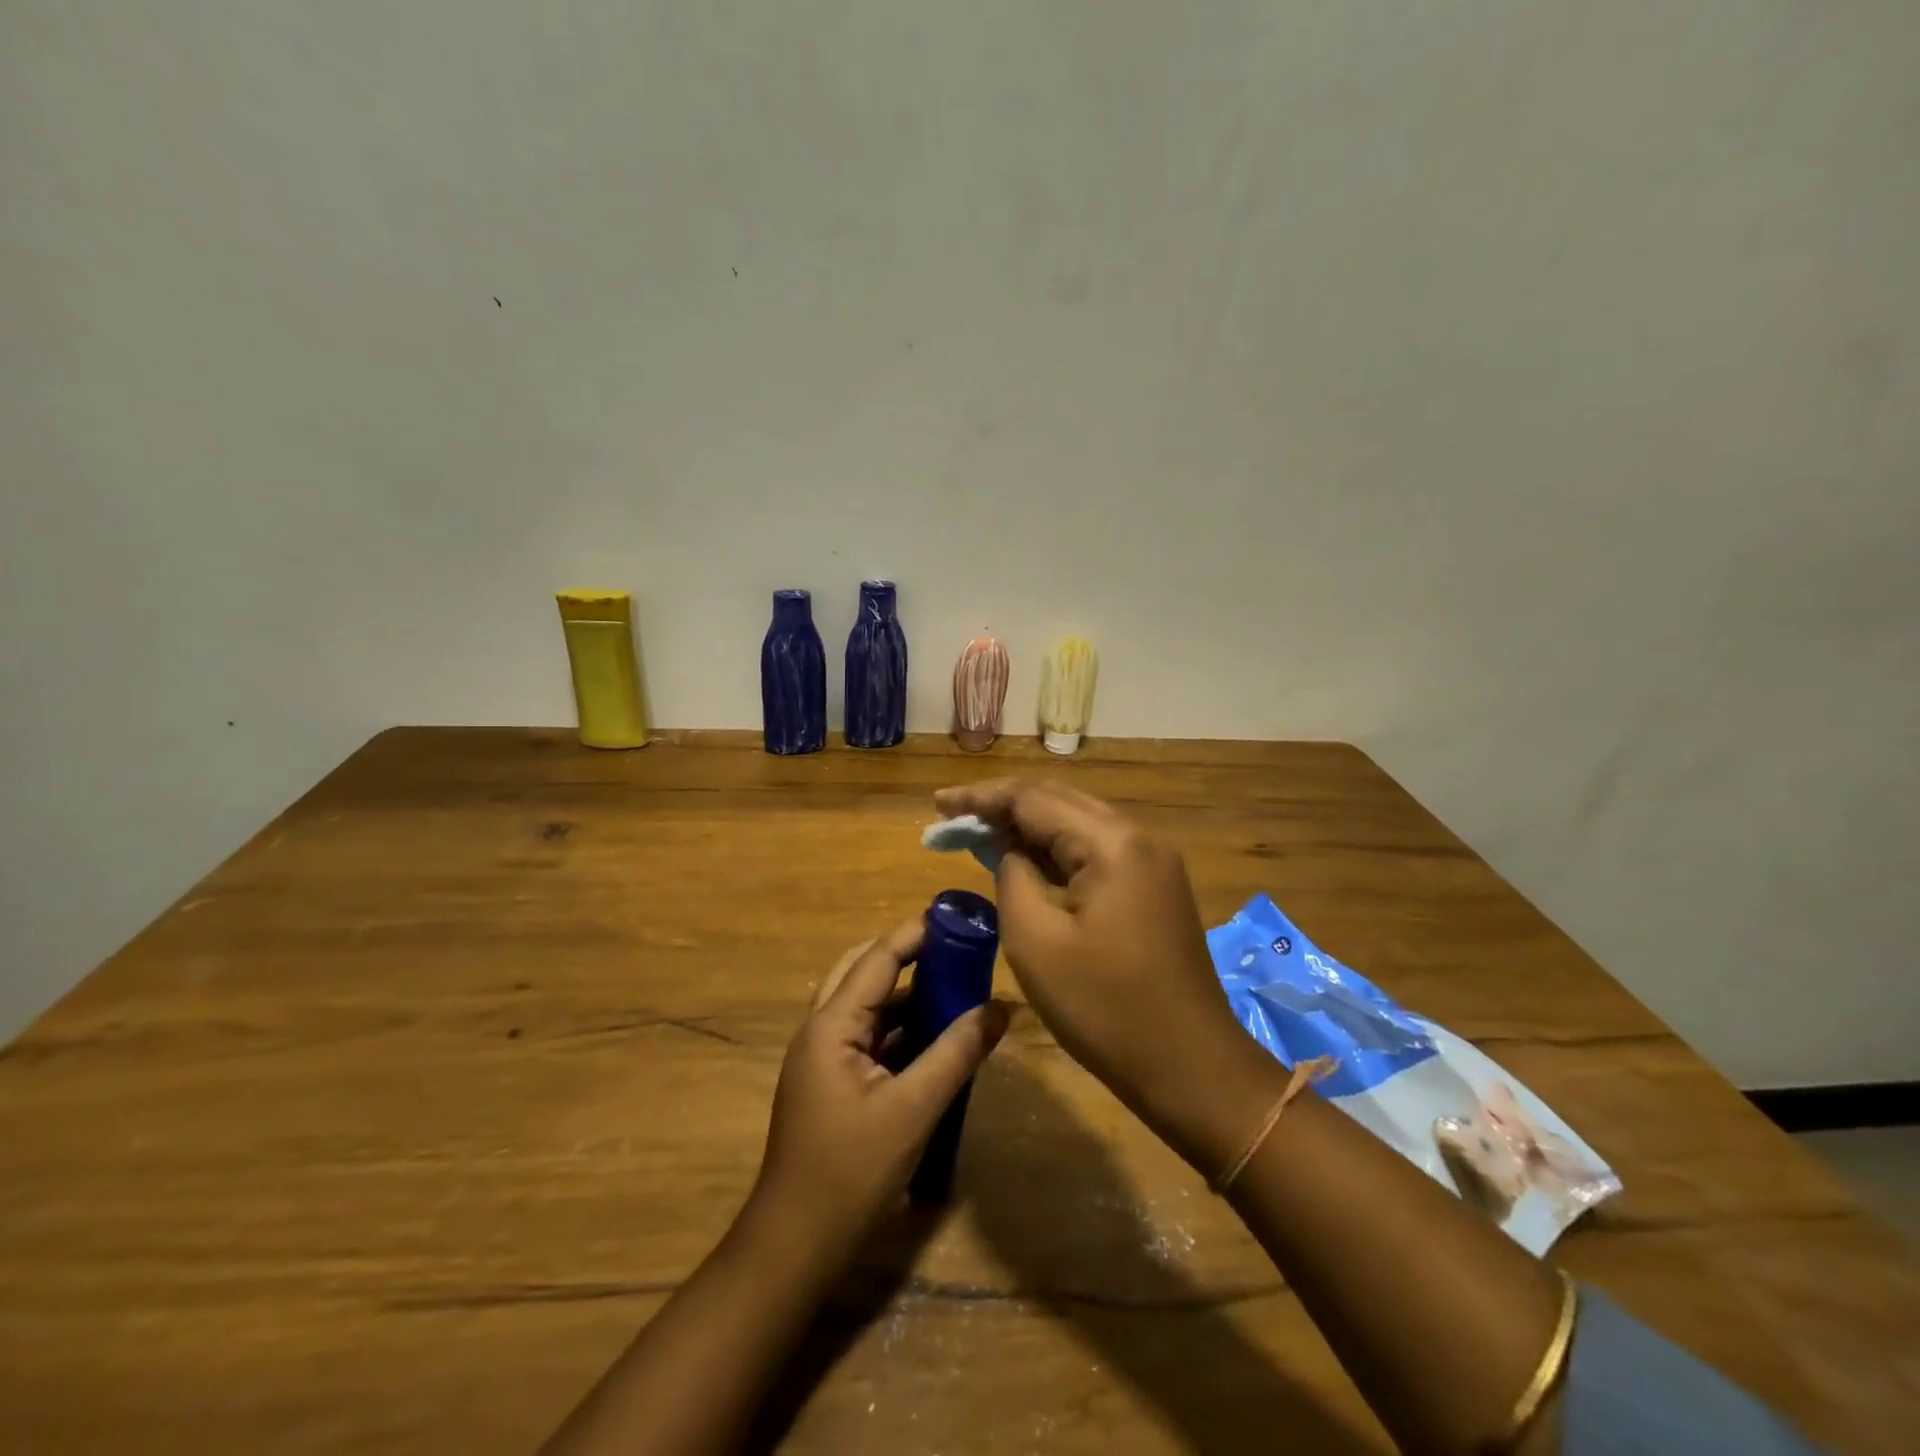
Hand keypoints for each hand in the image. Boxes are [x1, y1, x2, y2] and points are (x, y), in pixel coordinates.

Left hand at [751, 919, 1011, 1263]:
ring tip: (957, 988)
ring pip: (868, 1005)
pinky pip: (869, 1036)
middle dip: (910, 957)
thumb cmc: (850, 1172)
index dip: (916, 934)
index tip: (957, 918)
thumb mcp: (913, 1110)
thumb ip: (956, 1054)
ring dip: (907, 994)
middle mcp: (821, 1029)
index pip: (878, 958)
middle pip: (865, 972)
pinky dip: (901, 1028)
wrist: (794, 1245)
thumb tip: (1000, 1008)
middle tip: (957, 952)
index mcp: (831, 1025)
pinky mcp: (832, 1082)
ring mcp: (823, 1057)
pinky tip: (937, 1038)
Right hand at [931, 780, 1255, 1149]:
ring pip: (1079, 825)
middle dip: (1004, 806)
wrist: (1190, 1065)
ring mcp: (1153, 862)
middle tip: (954, 816)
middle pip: (1059, 802)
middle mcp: (1138, 838)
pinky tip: (1027, 860)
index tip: (939, 805)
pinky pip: (1096, 852)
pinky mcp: (1154, 888)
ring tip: (981, 834)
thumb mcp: (1036, 940)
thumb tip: (1013, 852)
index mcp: (1112, 843)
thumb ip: (1013, 876)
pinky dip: (1057, 851)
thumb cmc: (1105, 1007)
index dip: (982, 798)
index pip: (1034, 799)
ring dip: (1030, 827)